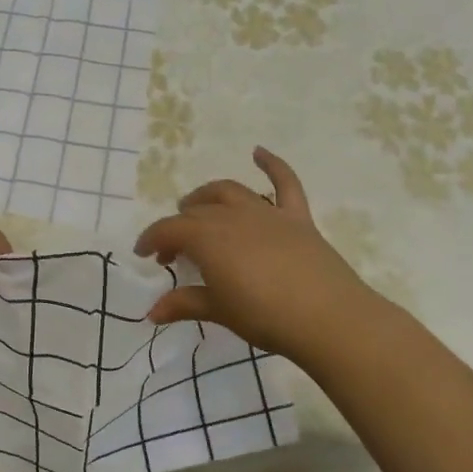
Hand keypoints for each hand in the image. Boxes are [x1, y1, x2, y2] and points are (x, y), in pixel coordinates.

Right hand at [133, 147, 390, 363]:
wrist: (328, 319)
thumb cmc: (265, 316)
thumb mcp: (219, 312)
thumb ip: (184, 304)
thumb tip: (151, 312)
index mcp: (209, 239)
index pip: (170, 230)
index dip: (152, 239)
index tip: (144, 254)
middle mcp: (233, 217)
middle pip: (197, 212)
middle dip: (178, 227)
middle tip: (173, 252)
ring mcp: (267, 213)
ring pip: (229, 192)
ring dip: (207, 196)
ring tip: (196, 207)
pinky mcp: (298, 218)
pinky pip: (285, 182)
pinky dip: (271, 164)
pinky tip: (259, 152)